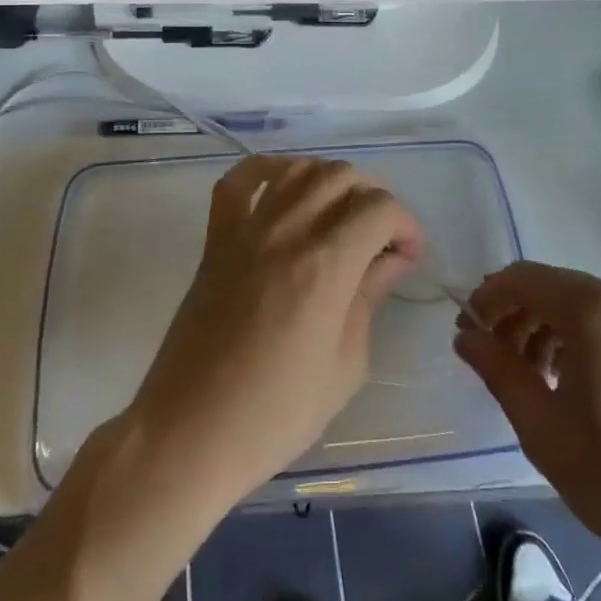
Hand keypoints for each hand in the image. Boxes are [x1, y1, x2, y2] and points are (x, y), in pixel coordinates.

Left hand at [126, 155, 423, 506]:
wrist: (191, 432)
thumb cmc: (277, 413)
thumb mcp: (346, 365)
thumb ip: (369, 298)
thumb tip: (392, 260)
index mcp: (326, 265)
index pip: (380, 208)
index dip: (406, 225)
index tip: (408, 257)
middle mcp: (288, 232)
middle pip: (343, 176)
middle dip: (374, 198)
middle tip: (380, 239)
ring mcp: (246, 230)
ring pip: (298, 168)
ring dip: (330, 180)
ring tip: (340, 215)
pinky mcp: (216, 239)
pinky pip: (238, 181)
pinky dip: (266, 170)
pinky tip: (285, 186)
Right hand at [455, 263, 600, 581]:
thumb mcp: (542, 428)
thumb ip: (498, 371)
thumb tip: (466, 335)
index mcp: (593, 310)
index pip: (522, 278)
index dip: (486, 299)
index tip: (466, 333)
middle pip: (549, 286)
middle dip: (512, 314)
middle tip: (491, 358)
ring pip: (576, 302)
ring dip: (541, 326)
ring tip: (526, 376)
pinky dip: (574, 336)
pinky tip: (565, 380)